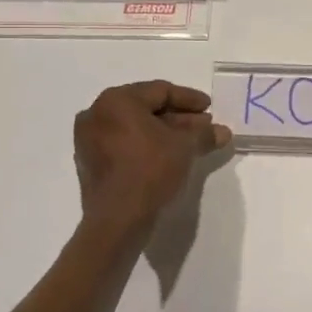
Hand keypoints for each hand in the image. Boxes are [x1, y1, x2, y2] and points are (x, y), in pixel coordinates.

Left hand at [74, 81, 230, 228]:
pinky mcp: (89, 162)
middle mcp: (97, 113)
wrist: (118, 220)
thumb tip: (223, 132)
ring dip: (163, 132)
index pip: (160, 91)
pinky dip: (145, 145)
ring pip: (134, 127)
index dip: (189, 99)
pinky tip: (168, 156)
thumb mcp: (184, 147)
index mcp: (117, 101)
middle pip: (146, 108)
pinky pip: (123, 144)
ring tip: (191, 143)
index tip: (210, 107)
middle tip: (204, 126)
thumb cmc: (150, 171)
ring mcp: (89, 139)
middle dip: (178, 117)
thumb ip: (204, 134)